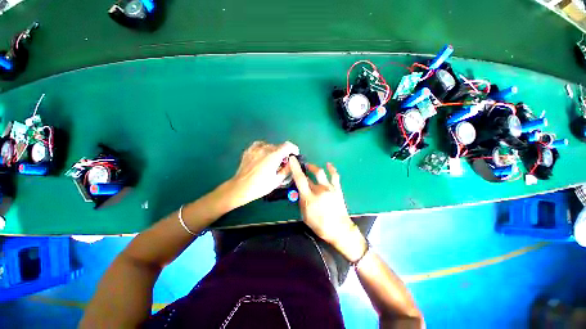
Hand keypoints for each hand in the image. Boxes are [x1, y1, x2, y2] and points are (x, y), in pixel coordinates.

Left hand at [228, 141, 299, 207]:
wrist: (241, 187)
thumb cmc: (260, 186)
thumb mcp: (277, 180)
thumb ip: (286, 169)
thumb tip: (291, 163)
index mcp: (273, 156)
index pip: (287, 146)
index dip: (293, 149)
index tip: (295, 154)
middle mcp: (265, 149)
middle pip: (279, 146)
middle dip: (283, 153)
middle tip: (282, 163)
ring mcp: (255, 149)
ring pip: (269, 145)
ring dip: (274, 151)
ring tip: (272, 160)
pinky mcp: (248, 150)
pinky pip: (259, 145)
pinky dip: (264, 148)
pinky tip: (263, 155)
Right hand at [289, 157, 367, 261]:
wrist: (339, 229)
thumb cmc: (320, 225)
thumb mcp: (305, 215)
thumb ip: (302, 201)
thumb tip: (301, 191)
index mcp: (309, 197)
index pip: (300, 179)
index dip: (295, 168)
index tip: (292, 159)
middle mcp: (319, 190)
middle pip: (308, 176)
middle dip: (302, 171)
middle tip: (300, 169)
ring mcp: (329, 188)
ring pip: (320, 173)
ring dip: (313, 167)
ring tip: (309, 166)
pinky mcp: (337, 189)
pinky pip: (334, 176)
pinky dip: (331, 169)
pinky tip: (328, 164)